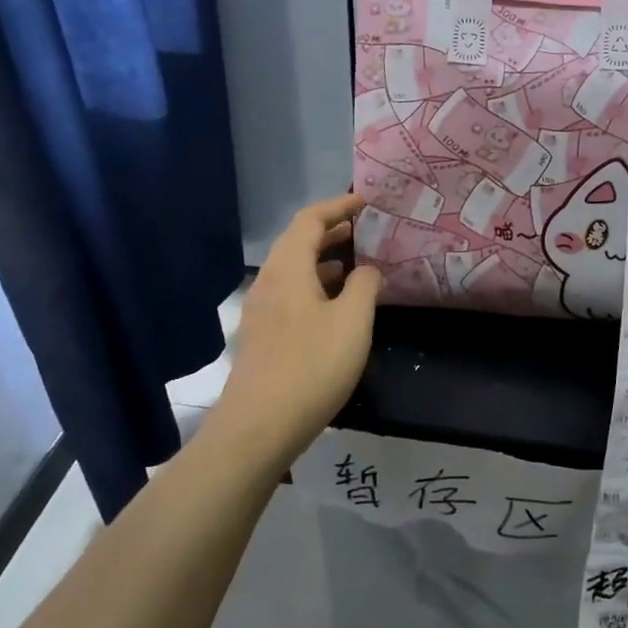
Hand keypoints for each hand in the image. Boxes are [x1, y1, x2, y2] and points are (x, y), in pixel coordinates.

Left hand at [212, 194, 381, 464]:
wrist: (260, 425)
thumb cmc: (312, 365)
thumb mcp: (353, 321)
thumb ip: (365, 286)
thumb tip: (367, 269)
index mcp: (288, 269)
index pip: (310, 220)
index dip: (338, 206)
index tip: (365, 201)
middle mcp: (269, 281)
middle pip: (296, 241)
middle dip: (330, 230)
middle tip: (362, 228)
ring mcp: (261, 310)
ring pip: (292, 269)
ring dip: (321, 260)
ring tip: (354, 264)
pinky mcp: (262, 335)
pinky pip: (289, 293)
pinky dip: (313, 285)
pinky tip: (333, 305)